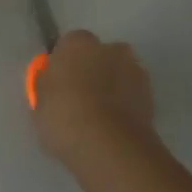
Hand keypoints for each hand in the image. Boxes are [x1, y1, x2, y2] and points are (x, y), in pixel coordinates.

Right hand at [34, 31, 155, 163]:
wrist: (109, 147)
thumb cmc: (63, 117)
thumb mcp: (38, 103)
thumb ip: (46, 85)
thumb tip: (51, 81)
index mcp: (78, 43)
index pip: (69, 44)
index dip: (63, 63)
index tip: (57, 83)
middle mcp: (111, 48)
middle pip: (99, 56)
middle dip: (91, 71)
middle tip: (78, 99)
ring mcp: (136, 71)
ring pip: (118, 74)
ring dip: (110, 88)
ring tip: (97, 117)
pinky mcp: (152, 96)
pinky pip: (131, 95)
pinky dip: (124, 105)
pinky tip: (112, 126)